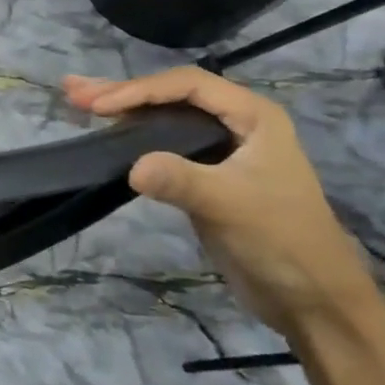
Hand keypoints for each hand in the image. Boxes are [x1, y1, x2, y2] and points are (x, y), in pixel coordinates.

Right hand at [64, 67, 375, 336]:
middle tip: (74, 92)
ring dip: (122, 111)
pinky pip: (163, 145)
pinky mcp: (205, 176)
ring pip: (164, 119)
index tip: (99, 106)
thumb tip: (132, 167)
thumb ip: (182, 180)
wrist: (311, 298)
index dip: (140, 90)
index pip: (188, 86)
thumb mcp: (231, 206)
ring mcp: (220, 150)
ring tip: (78, 103)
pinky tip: (108, 135)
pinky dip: (132, 137)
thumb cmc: (282, 241)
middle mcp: (237, 124)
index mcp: (253, 117)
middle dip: (122, 92)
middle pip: (172, 96)